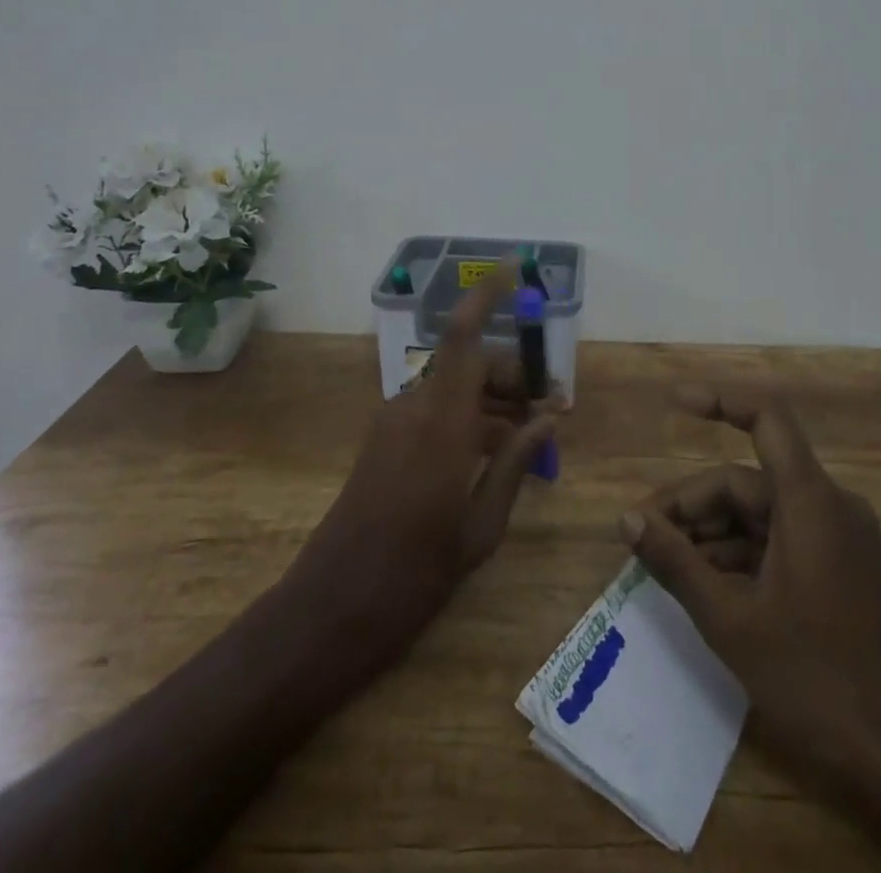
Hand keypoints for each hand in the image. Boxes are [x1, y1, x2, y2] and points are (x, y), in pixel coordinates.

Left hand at [282, 259, 554, 672]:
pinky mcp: (385, 441)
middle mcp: (414, 408)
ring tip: (532, 434)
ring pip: (455, 385)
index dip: (487, 296)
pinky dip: (470, 416)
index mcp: (440, 424)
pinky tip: (496, 452)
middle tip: (551, 408)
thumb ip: (514, 463)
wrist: (328, 611)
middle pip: (470, 362)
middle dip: (514, 372)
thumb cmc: (412, 577)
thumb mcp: (479, 528)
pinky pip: (436, 409)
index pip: (463, 337)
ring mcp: (395, 423)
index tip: (514, 268)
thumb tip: (548, 416)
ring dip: (494, 397)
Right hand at [620, 385, 880, 798]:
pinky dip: (740, 553)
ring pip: (761, 514)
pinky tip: (704, 583)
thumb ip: (676, 563)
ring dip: (711, 532)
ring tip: (663, 563)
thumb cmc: (818, 682)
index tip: (675, 403)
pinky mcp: (842, 569)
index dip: (720, 400)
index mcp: (810, 501)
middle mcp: (829, 506)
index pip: (766, 418)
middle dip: (691, 503)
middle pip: (747, 481)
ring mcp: (840, 539)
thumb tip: (626, 518)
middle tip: (643, 535)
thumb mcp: (732, 622)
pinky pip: (781, 540)